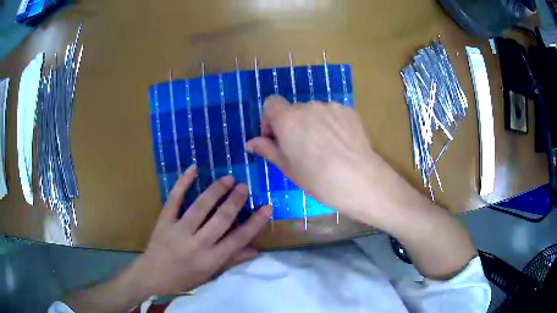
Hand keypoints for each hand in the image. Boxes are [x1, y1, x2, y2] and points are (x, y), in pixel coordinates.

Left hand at [131, 165, 271, 295]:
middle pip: (221, 220)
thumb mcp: (210, 274)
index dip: (255, 223)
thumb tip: (256, 250)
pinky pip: (174, 199)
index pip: (238, 239)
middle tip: (244, 186)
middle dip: (235, 202)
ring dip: (216, 191)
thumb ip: (232, 260)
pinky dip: (183, 183)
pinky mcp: (164, 221)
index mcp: (211, 259)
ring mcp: (179, 230)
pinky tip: (193, 169)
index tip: (267, 207)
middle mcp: (197, 244)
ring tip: (228, 179)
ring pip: (200, 207)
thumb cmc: (184, 278)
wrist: (152, 275)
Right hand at [246, 96, 378, 221]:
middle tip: (301, 150)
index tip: (276, 139)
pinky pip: (332, 114)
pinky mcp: (348, 111)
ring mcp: (330, 106)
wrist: (360, 180)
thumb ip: (268, 150)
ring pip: (313, 112)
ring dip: (312, 124)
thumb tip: (250, 143)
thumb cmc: (318, 180)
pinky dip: (330, 124)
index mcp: (288, 119)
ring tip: (324, 149)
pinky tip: (339, 144)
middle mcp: (308, 106)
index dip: (270, 120)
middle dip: (292, 125)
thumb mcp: (288, 168)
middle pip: (293, 110)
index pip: (270, 103)